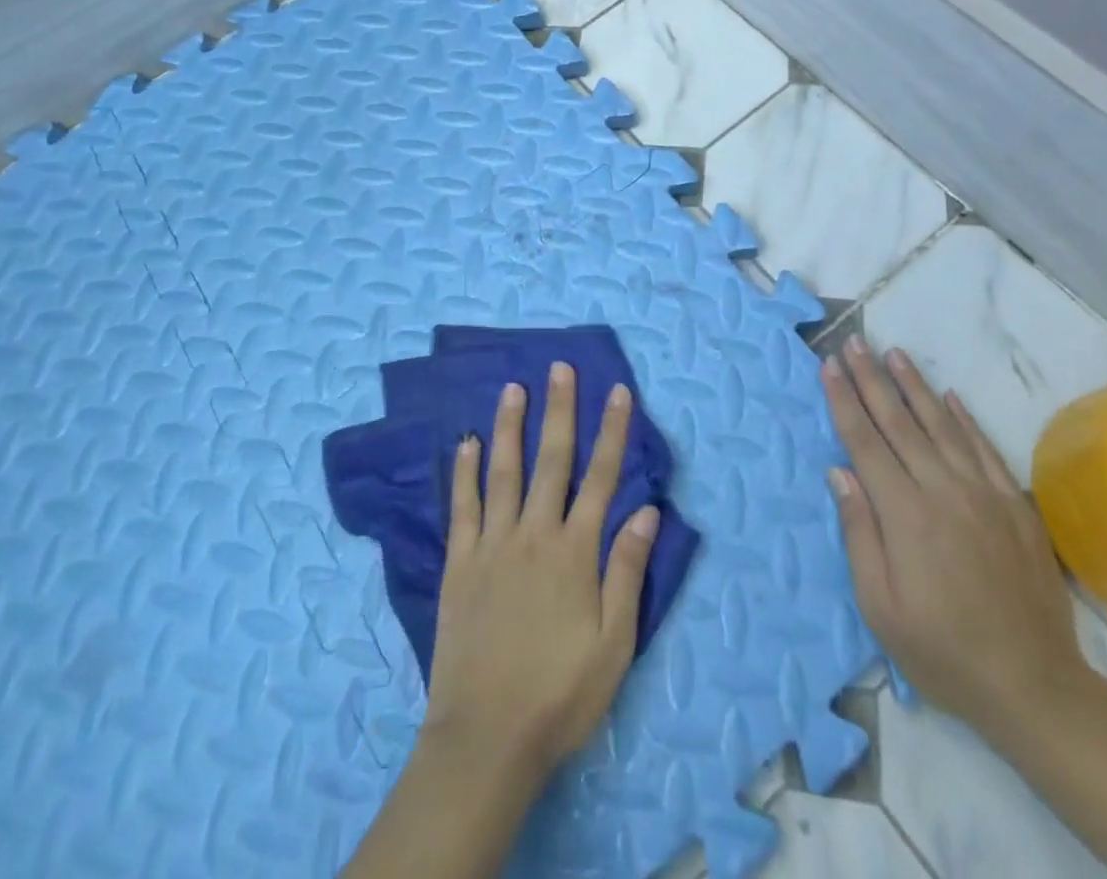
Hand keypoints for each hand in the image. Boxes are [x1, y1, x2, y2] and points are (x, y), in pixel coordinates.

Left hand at [421, 362, 660, 784]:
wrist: (486, 739)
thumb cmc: (560, 694)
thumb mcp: (614, 643)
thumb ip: (627, 570)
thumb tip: (647, 509)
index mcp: (574, 552)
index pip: (601, 477)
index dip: (612, 431)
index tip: (618, 392)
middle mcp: (534, 534)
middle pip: (552, 460)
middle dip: (560, 410)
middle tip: (560, 368)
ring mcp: (491, 545)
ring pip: (503, 471)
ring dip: (511, 426)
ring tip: (513, 387)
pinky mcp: (458, 564)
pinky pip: (462, 506)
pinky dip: (464, 472)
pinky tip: (466, 443)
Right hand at [823, 336, 1087, 732]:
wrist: (1034, 685)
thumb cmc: (942, 651)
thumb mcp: (880, 606)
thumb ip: (858, 533)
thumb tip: (839, 471)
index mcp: (905, 514)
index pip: (865, 442)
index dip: (844, 400)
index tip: (829, 365)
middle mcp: (943, 490)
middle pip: (899, 422)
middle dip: (872, 379)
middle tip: (855, 342)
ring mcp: (984, 493)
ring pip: (941, 425)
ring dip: (914, 386)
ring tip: (894, 353)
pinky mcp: (1015, 504)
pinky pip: (984, 448)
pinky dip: (964, 418)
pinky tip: (949, 395)